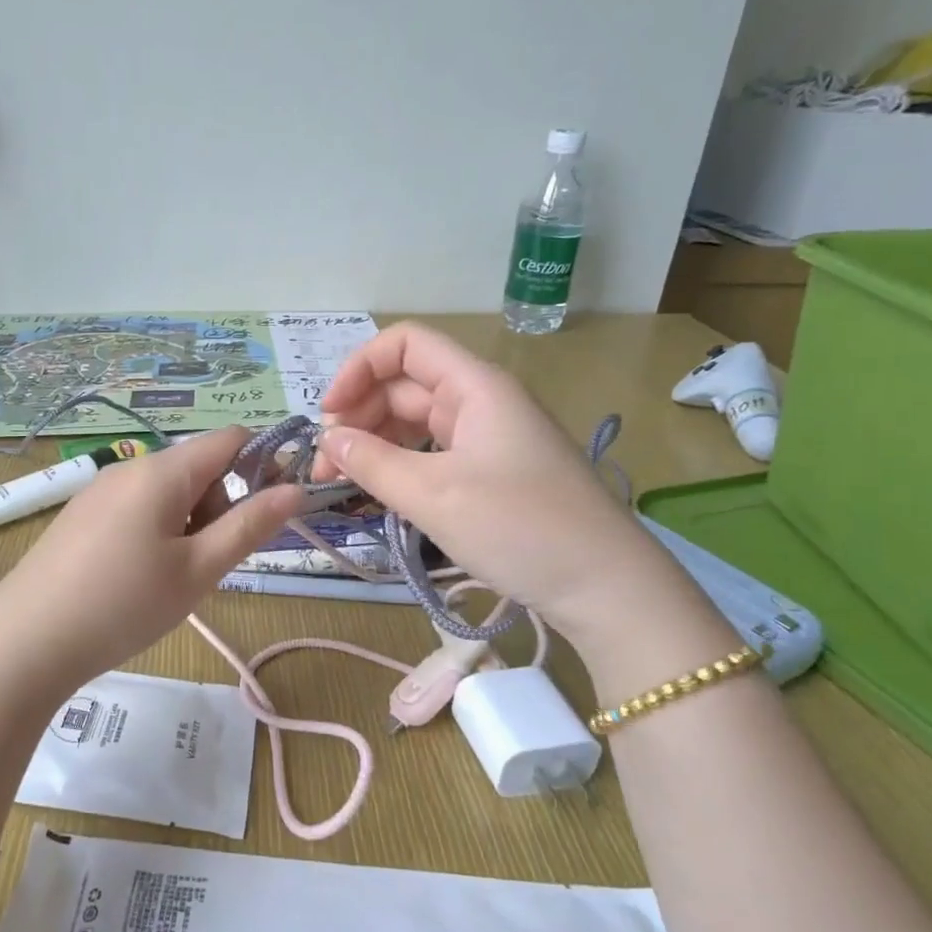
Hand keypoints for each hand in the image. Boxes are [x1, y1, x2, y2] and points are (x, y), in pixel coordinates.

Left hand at [0, 427, 302, 680]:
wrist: (25, 642)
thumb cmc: (124, 605)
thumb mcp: (199, 570)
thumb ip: (249, 526)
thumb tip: (296, 490)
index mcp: (162, 471)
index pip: (230, 439)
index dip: (262, 465)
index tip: (269, 514)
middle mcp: (130, 468)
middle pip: (199, 467)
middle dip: (221, 505)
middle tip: (211, 563)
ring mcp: (100, 491)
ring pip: (168, 492)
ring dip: (190, 523)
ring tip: (173, 579)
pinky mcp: (81, 516)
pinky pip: (137, 508)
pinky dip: (158, 531)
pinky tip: (138, 579)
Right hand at [314, 323, 684, 639]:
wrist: (605, 586)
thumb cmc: (519, 528)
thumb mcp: (433, 495)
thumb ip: (372, 462)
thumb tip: (328, 440)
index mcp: (474, 386)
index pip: (404, 345)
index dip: (358, 369)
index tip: (327, 417)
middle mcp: (481, 401)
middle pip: (404, 386)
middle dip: (358, 416)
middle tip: (326, 467)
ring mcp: (488, 437)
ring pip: (415, 422)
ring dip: (375, 443)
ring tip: (344, 482)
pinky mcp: (491, 472)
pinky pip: (433, 453)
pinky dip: (400, 465)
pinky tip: (381, 491)